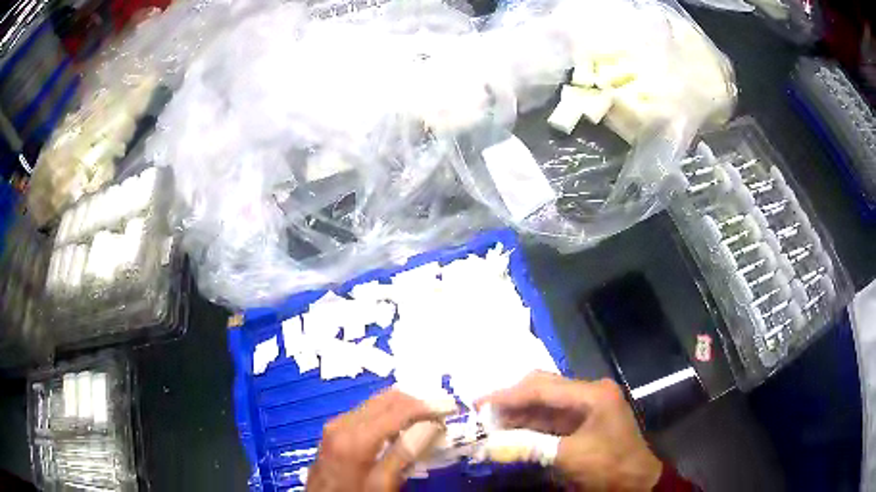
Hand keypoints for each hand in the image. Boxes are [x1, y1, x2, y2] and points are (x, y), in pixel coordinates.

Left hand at [307, 390, 449, 491]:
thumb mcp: (381, 485)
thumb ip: (404, 454)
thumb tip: (431, 424)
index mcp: (356, 438)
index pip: (398, 409)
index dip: (428, 405)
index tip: (452, 407)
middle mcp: (343, 422)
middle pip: (387, 398)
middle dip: (418, 400)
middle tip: (443, 410)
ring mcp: (336, 424)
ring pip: (377, 401)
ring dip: (405, 405)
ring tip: (428, 417)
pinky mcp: (335, 429)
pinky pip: (367, 411)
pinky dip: (389, 412)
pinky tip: (403, 425)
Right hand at [477, 371, 662, 490]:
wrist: (637, 482)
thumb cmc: (608, 467)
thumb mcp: (568, 457)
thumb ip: (529, 447)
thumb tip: (489, 446)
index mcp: (592, 394)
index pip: (542, 388)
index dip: (508, 395)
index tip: (478, 404)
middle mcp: (590, 392)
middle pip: (543, 387)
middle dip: (511, 399)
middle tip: (481, 411)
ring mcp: (587, 405)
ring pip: (545, 401)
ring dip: (519, 412)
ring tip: (490, 423)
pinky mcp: (584, 420)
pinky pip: (551, 417)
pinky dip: (530, 423)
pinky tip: (511, 430)